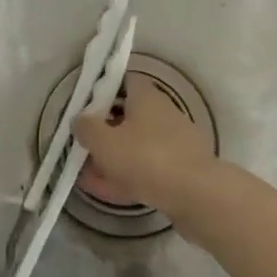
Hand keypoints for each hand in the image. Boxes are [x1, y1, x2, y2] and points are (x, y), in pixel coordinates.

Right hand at [73, 75, 215, 220]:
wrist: (197, 195)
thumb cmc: (146, 158)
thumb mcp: (104, 142)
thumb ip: (86, 128)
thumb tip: (79, 119)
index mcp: (146, 96)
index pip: (124, 81)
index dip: (103, 92)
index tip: (86, 109)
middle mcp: (164, 112)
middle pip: (129, 115)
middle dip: (106, 132)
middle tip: (85, 148)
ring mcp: (176, 141)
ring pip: (138, 145)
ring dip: (115, 158)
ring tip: (90, 177)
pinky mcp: (183, 168)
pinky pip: (149, 167)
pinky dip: (130, 176)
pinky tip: (112, 192)